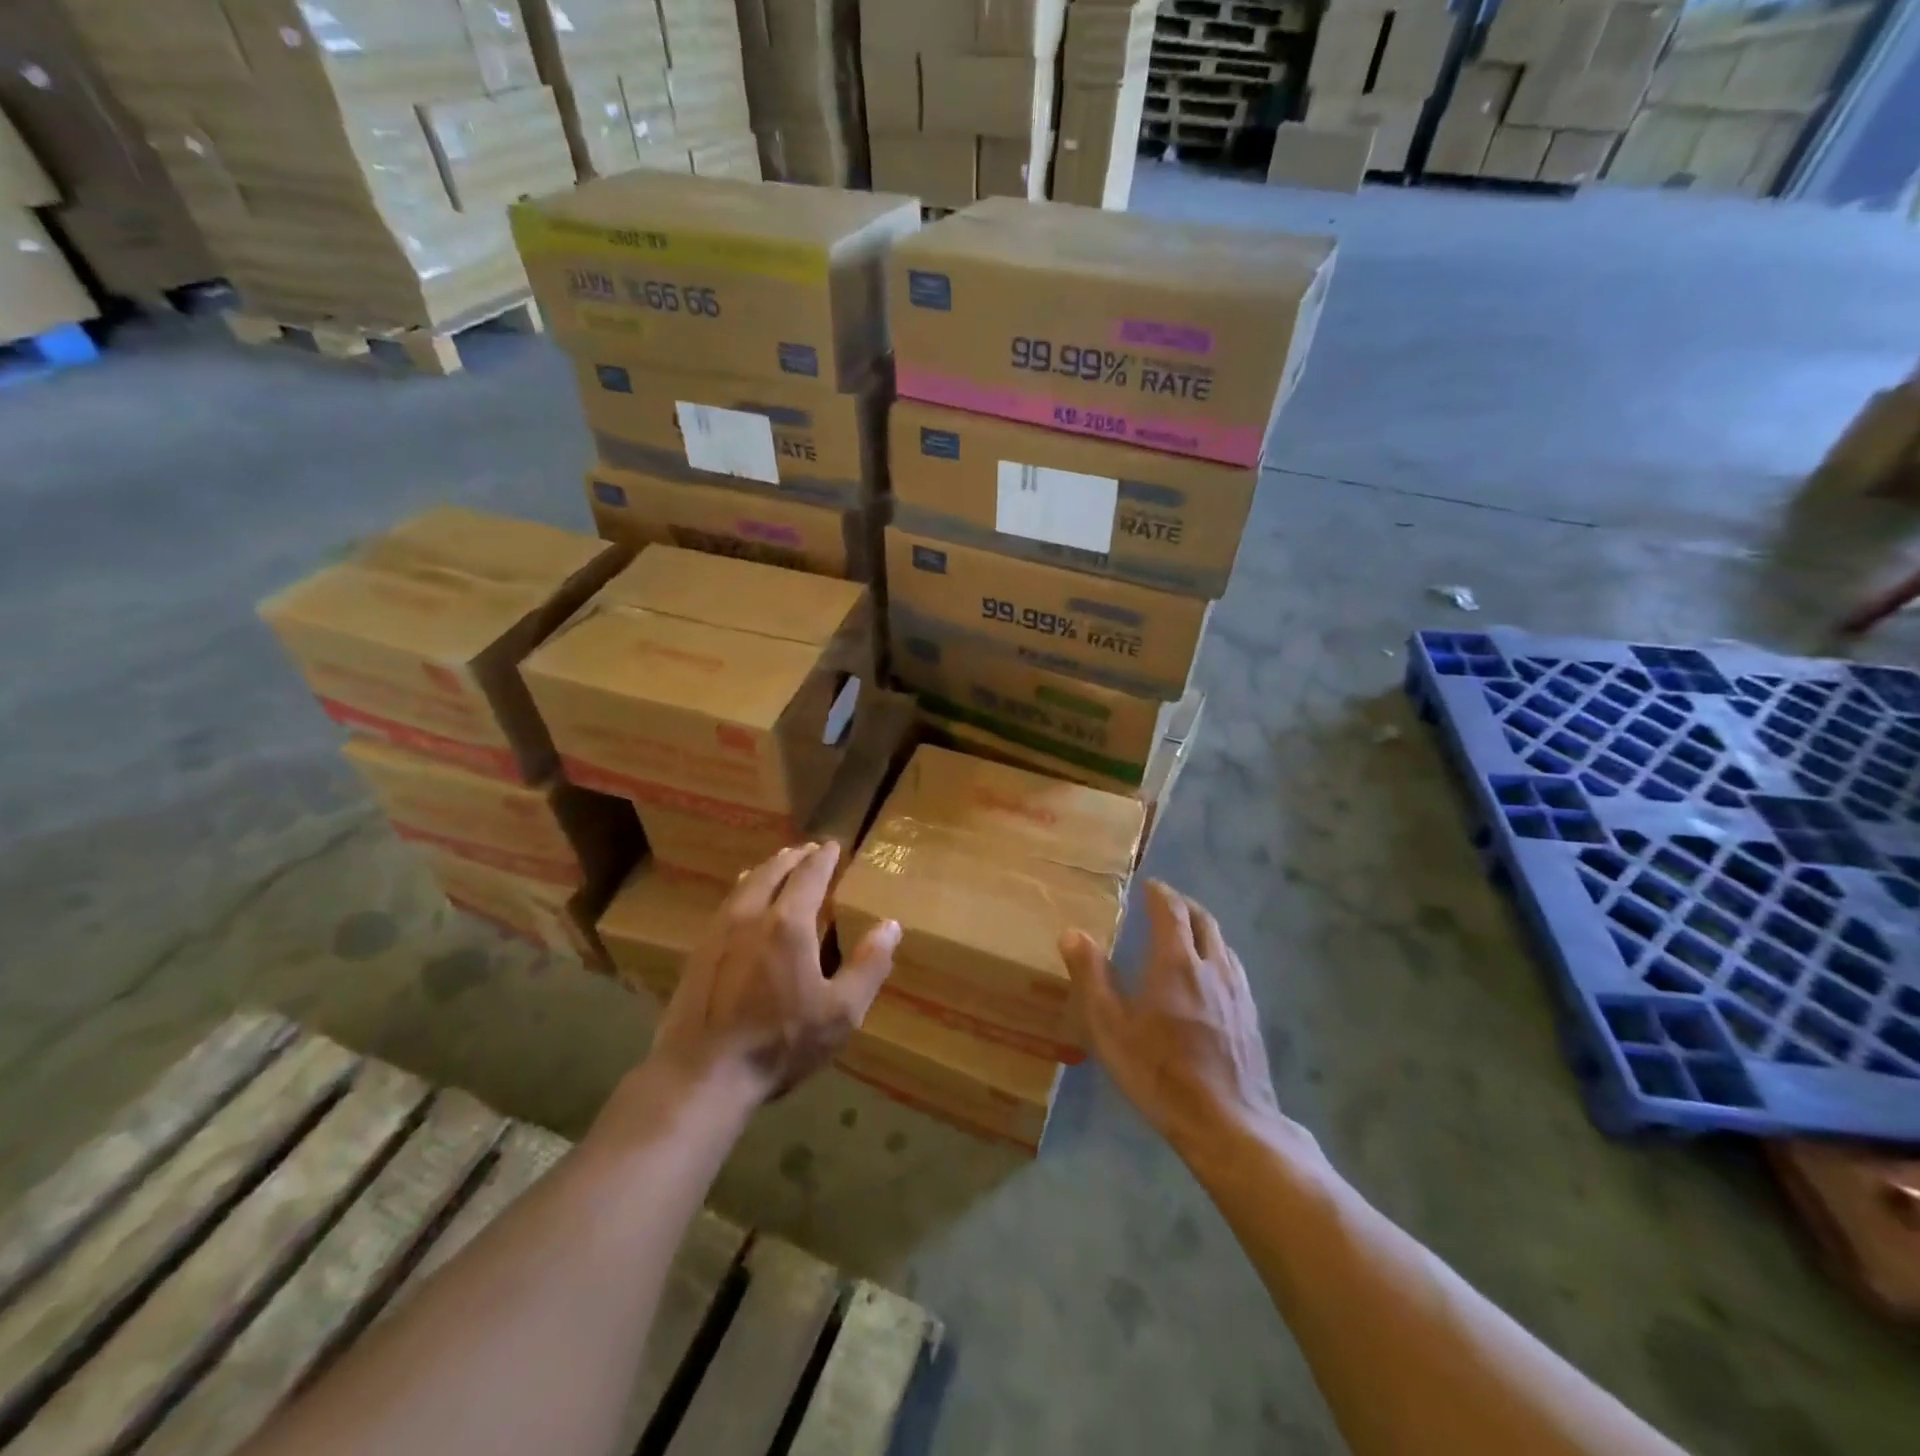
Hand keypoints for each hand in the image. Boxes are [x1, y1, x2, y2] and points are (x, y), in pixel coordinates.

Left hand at [651, 841, 899, 1103]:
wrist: (702, 1075)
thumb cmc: (779, 1043)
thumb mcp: (840, 1012)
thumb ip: (869, 966)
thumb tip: (891, 925)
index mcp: (789, 924)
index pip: (809, 875)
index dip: (823, 858)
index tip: (833, 845)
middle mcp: (751, 915)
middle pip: (773, 872)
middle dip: (793, 857)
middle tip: (807, 849)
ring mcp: (719, 932)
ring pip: (745, 885)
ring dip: (766, 869)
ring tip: (777, 864)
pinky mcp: (698, 952)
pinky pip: (725, 905)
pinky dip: (742, 890)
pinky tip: (742, 902)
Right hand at [1061, 880, 1283, 1155]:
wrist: (1228, 1122)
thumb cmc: (1160, 1072)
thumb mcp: (1110, 1028)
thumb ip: (1091, 976)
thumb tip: (1071, 932)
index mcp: (1176, 962)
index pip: (1171, 910)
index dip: (1159, 893)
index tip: (1148, 885)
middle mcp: (1212, 966)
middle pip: (1203, 920)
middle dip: (1184, 905)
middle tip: (1165, 903)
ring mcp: (1237, 990)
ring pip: (1222, 943)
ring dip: (1203, 928)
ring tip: (1186, 934)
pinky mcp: (1250, 1015)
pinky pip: (1233, 967)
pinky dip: (1217, 954)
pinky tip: (1210, 976)